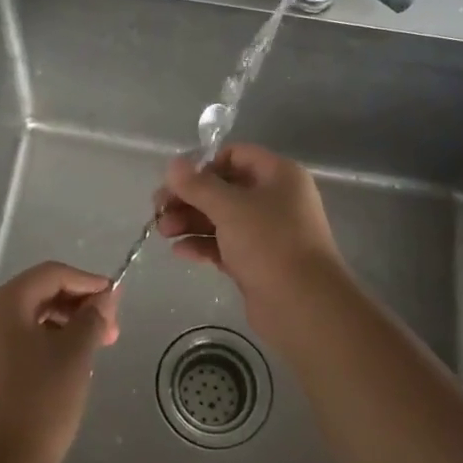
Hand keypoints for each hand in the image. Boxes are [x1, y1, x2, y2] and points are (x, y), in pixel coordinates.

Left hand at [0, 261, 118, 462]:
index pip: (51, 274)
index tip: (116, 300)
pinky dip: (48, 347)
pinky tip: (70, 370)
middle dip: (78, 306)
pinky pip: (20, 346)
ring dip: (66, 327)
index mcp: (3, 305)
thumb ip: (92, 318)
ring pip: (30, 322)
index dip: (87, 281)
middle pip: (38, 295)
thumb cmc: (39, 404)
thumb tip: (104, 297)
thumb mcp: (75, 355)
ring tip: (95, 351)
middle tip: (111, 330)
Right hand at [153, 144, 347, 301]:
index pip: (236, 156)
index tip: (176, 181)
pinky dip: (202, 245)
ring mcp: (267, 233)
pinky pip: (225, 245)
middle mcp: (275, 199)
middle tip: (158, 209)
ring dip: (191, 221)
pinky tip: (179, 251)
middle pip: (224, 188)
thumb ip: (198, 185)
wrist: (304, 306)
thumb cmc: (269, 243)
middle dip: (190, 197)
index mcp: (279, 175)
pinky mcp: (258, 262)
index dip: (204, 165)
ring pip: (222, 218)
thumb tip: (173, 165)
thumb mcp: (229, 208)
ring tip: (162, 231)